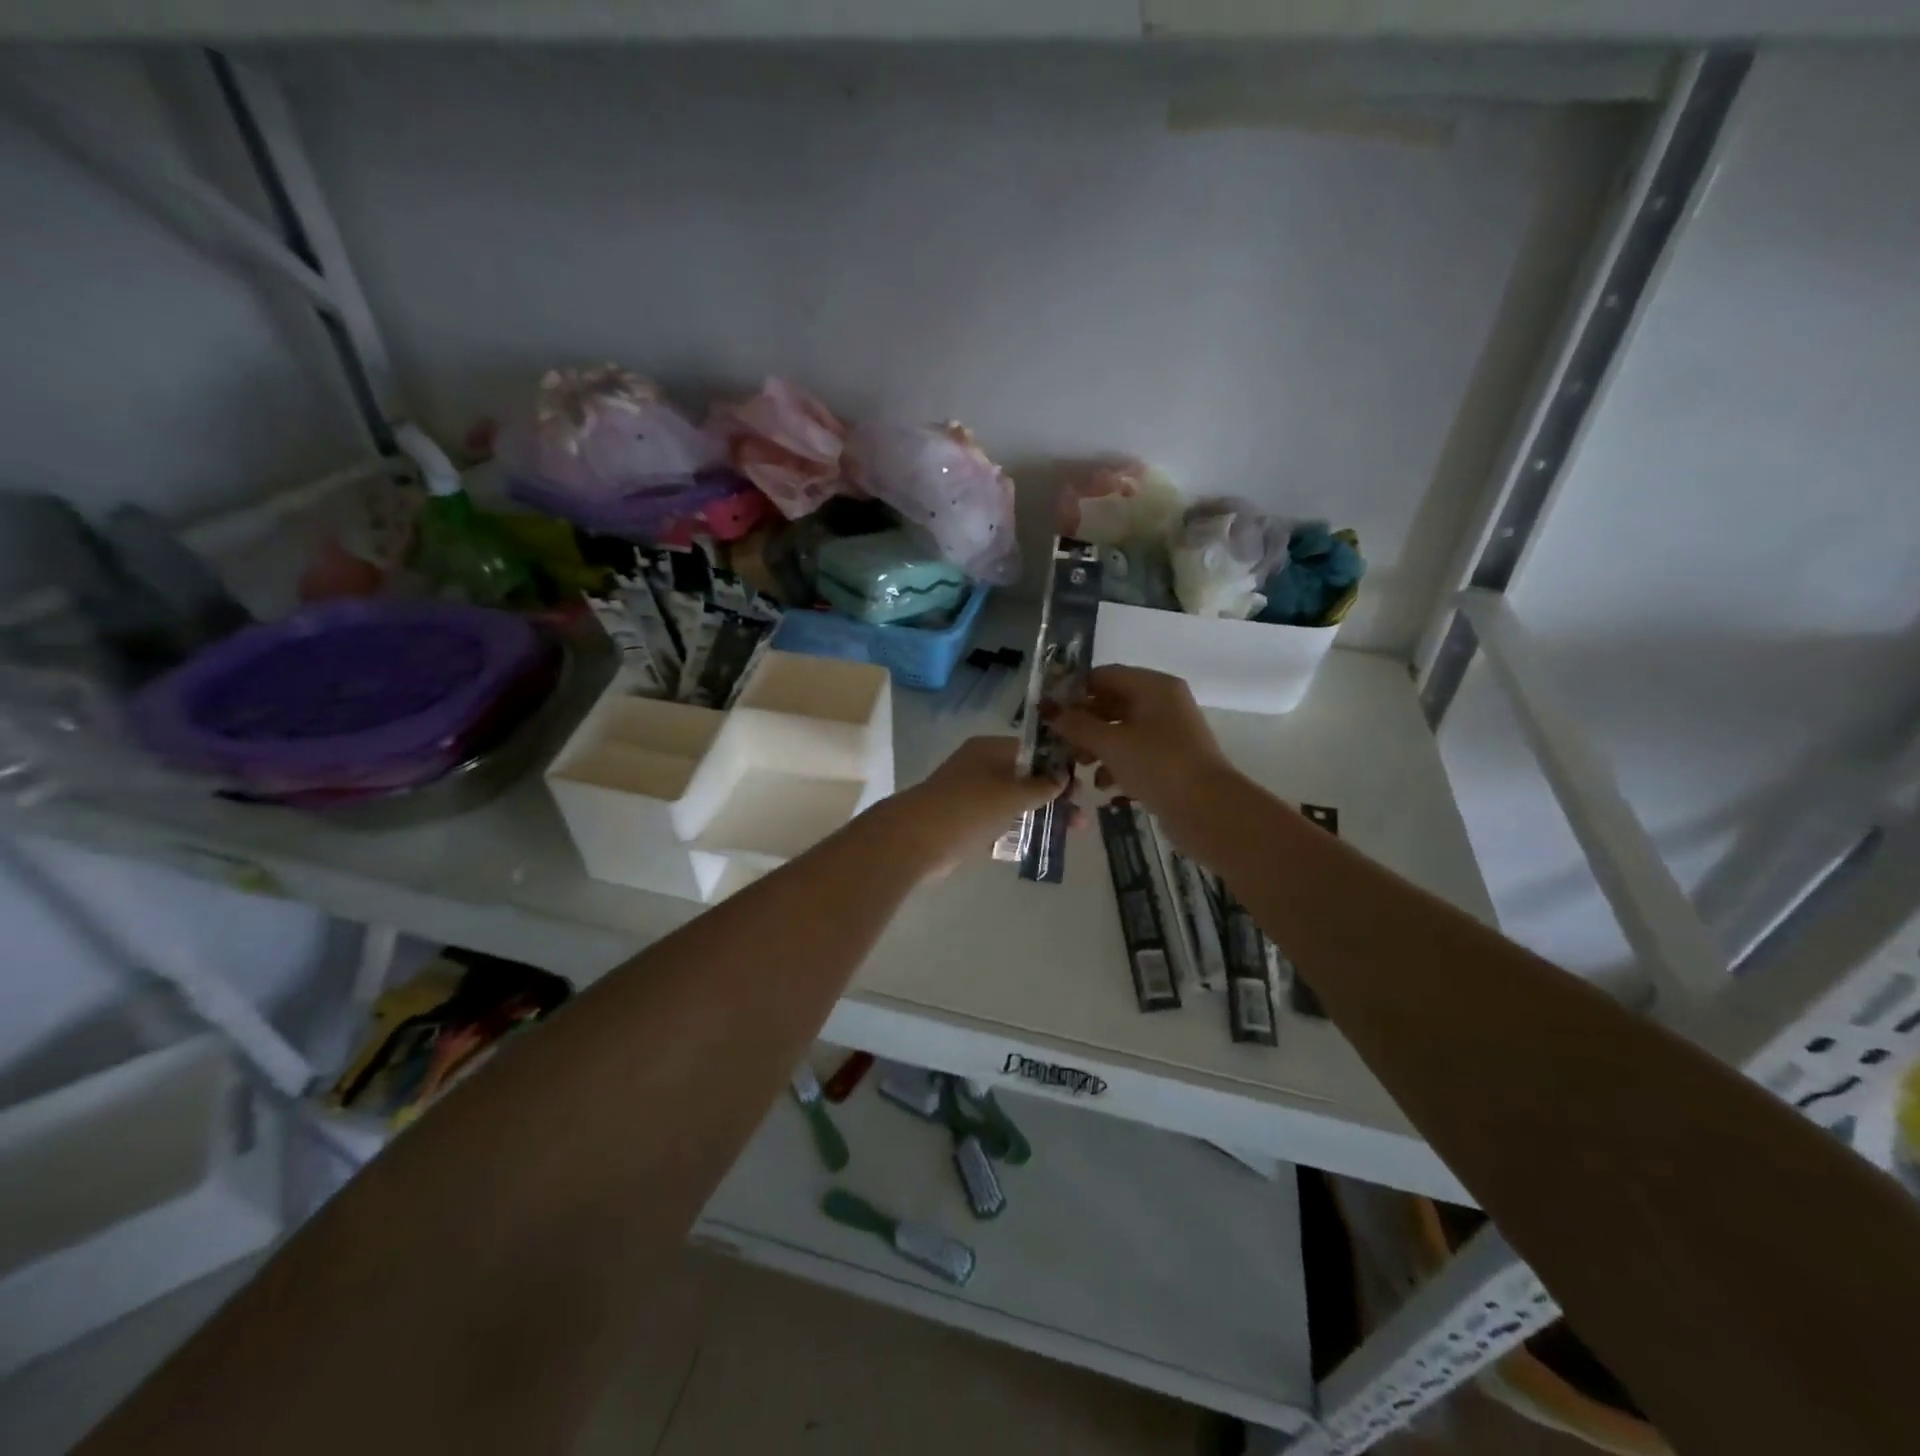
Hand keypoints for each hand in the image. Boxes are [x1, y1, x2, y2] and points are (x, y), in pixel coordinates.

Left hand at [894, 736, 1069, 869]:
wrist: (916, 840)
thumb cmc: (969, 808)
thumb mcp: (1012, 794)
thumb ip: (1041, 786)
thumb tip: (1063, 776)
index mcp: (990, 750)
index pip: (1032, 750)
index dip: (1058, 766)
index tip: (1081, 786)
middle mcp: (980, 767)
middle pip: (1025, 778)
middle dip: (1054, 796)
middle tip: (1080, 818)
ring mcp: (971, 795)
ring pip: (1014, 803)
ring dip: (1039, 815)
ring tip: (1069, 833)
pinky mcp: (965, 822)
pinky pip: (999, 823)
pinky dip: (1016, 830)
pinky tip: (1039, 843)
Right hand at [1042, 666, 1234, 833]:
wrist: (1208, 810)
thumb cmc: (1157, 765)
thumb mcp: (1110, 743)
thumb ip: (1077, 725)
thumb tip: (1049, 710)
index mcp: (1153, 687)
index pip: (1105, 676)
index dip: (1074, 691)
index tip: (1049, 712)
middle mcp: (1163, 703)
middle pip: (1112, 704)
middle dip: (1084, 724)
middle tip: (1060, 743)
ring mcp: (1169, 733)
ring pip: (1121, 730)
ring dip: (1097, 747)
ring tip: (1079, 768)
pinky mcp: (1170, 760)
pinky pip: (1135, 753)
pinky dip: (1116, 765)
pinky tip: (1104, 786)